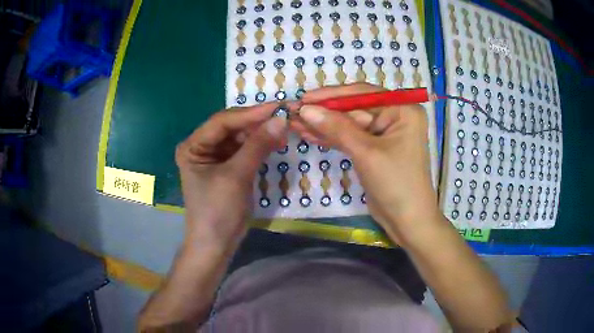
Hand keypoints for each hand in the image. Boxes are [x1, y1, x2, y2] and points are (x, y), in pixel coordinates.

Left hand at [175, 102, 290, 251]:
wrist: (216, 244)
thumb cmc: (218, 211)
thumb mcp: (237, 176)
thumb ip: (258, 145)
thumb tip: (281, 119)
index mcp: (193, 146)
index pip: (222, 121)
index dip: (250, 113)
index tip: (277, 107)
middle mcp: (202, 147)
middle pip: (232, 127)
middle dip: (257, 123)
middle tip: (284, 118)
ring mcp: (215, 157)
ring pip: (241, 137)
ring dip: (261, 134)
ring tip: (283, 131)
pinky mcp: (228, 167)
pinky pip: (245, 150)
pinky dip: (260, 147)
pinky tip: (275, 143)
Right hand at [293, 83, 438, 244]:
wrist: (407, 220)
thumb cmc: (395, 183)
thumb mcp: (366, 152)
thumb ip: (336, 128)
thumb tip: (306, 109)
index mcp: (403, 109)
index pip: (363, 94)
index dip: (332, 96)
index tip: (305, 98)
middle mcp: (395, 116)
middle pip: (354, 108)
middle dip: (325, 112)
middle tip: (295, 112)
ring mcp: (384, 133)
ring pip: (349, 124)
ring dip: (323, 125)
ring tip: (295, 123)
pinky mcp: (374, 149)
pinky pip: (350, 138)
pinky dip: (331, 138)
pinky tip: (309, 134)